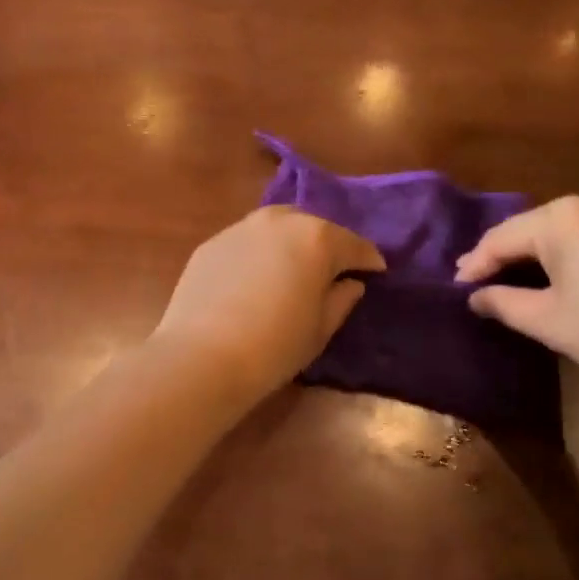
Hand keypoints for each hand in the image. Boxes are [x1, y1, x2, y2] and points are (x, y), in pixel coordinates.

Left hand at [152, 207, 384, 403]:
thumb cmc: (274, 347)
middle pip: (314, 227)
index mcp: (318, 239)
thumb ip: (341, 299)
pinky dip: (258, 254)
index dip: (368, 260)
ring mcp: (240, 229)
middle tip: (332, 270)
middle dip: (327, 245)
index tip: (376, 271)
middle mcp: (280, 222)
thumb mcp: (320, 329)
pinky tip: (255, 278)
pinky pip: (245, 243)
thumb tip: (350, 283)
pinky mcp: (210, 245)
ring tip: (292, 268)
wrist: (202, 357)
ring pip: (276, 227)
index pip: (354, 245)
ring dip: (290, 243)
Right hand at [454, 191, 578, 388]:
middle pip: (531, 228)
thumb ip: (502, 303)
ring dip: (536, 252)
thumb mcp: (546, 319)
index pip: (501, 238)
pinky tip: (562, 271)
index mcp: (559, 218)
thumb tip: (475, 296)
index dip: (475, 265)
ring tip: (514, 276)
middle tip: (478, 280)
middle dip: (504, 255)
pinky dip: (569, 252)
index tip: (457, 288)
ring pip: (563, 229)